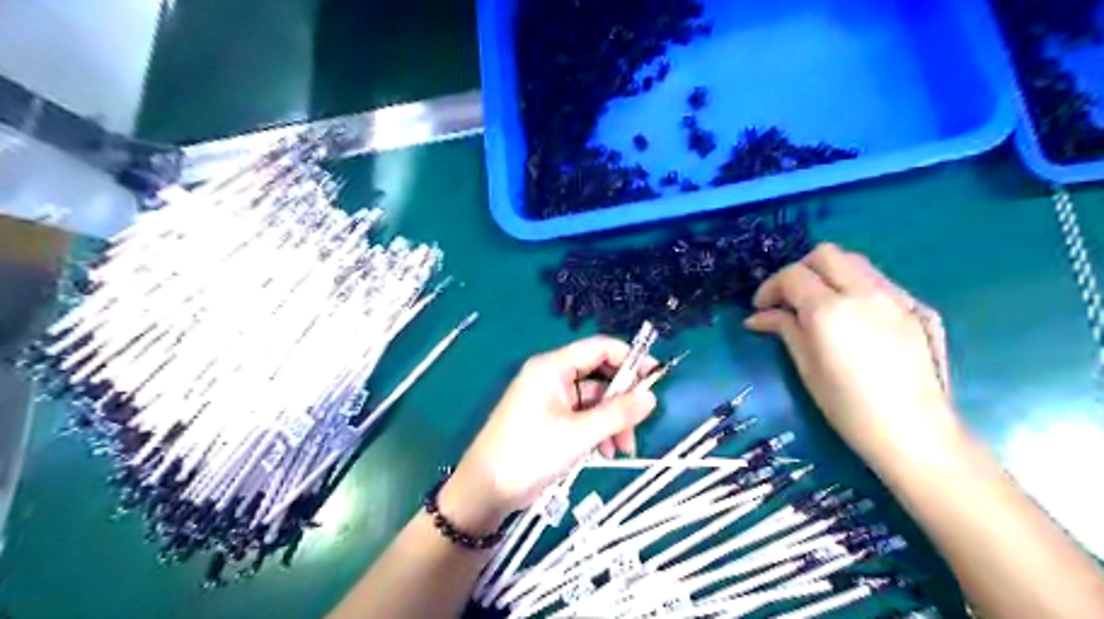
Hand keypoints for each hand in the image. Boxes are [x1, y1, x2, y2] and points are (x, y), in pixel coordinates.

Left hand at [440, 335, 657, 529]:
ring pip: (594, 402)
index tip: (656, 377)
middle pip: (600, 377)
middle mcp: (553, 377)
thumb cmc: (529, 453)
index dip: (630, 359)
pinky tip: (606, 453)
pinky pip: (583, 418)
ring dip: (612, 422)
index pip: (599, 348)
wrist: (486, 490)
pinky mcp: (551, 421)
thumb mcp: (578, 433)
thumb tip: (651, 397)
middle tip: (640, 423)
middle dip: (622, 401)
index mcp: (553, 367)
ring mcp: (551, 400)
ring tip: (622, 449)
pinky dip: (598, 432)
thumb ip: (617, 413)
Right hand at [746, 244, 964, 461]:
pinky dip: (856, 286)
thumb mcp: (806, 366)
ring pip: (855, 262)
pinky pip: (879, 281)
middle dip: (800, 270)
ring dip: (830, 274)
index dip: (770, 287)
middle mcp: (864, 292)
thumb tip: (758, 317)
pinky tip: (853, 316)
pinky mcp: (917, 307)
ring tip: (820, 304)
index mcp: (830, 309)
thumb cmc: (848, 407)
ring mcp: (896, 297)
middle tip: (789, 299)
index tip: (760, 308)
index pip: (793, 275)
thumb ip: (784, 329)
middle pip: (826, 254)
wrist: (915, 432)